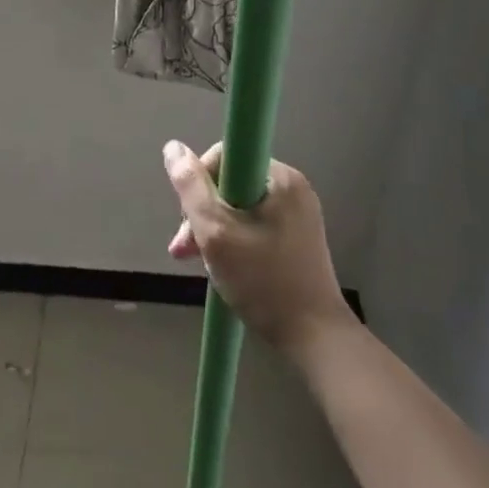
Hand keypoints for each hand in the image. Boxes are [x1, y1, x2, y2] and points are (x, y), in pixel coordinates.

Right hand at [163, 140, 355, 355]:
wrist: (316, 339)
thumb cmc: (263, 281)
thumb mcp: (216, 232)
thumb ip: (191, 188)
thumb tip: (173, 147)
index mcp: (280, 177)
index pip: (225, 156)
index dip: (200, 181)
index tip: (188, 216)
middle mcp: (292, 187)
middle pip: (231, 183)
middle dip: (202, 212)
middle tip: (185, 249)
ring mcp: (298, 214)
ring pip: (239, 207)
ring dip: (214, 230)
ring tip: (197, 261)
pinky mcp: (298, 237)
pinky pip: (254, 224)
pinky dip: (234, 239)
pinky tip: (222, 265)